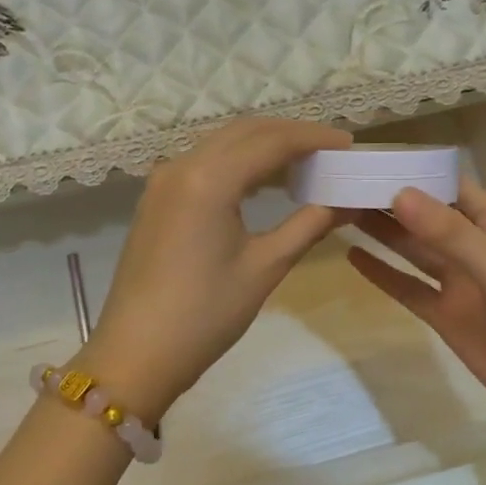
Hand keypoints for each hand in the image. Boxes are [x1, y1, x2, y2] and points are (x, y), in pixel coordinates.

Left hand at [79, 118, 351, 420]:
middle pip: (244, 132)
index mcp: (209, 178)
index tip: (348, 143)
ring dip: (262, 146)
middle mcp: (182, 165)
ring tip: (304, 164)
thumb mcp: (265, 267)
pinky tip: (262, 183)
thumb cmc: (205, 313)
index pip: (271, 141)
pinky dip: (237, 163)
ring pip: (222, 144)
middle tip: (329, 150)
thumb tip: (349, 204)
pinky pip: (203, 163)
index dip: (313, 138)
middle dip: (289, 135)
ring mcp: (163, 180)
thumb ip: (309, 224)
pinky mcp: (156, 199)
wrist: (136, 353)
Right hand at [348, 180, 485, 467]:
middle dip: (389, 200)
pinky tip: (353, 257)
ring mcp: (460, 283)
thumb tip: (397, 194)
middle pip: (426, 216)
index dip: (413, 172)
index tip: (369, 160)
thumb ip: (448, 232)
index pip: (450, 186)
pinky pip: (409, 288)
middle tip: (341, 184)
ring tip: (338, 211)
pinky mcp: (446, 316)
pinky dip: (383, 273)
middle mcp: (476, 246)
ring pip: (413, 249)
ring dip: (382, 232)